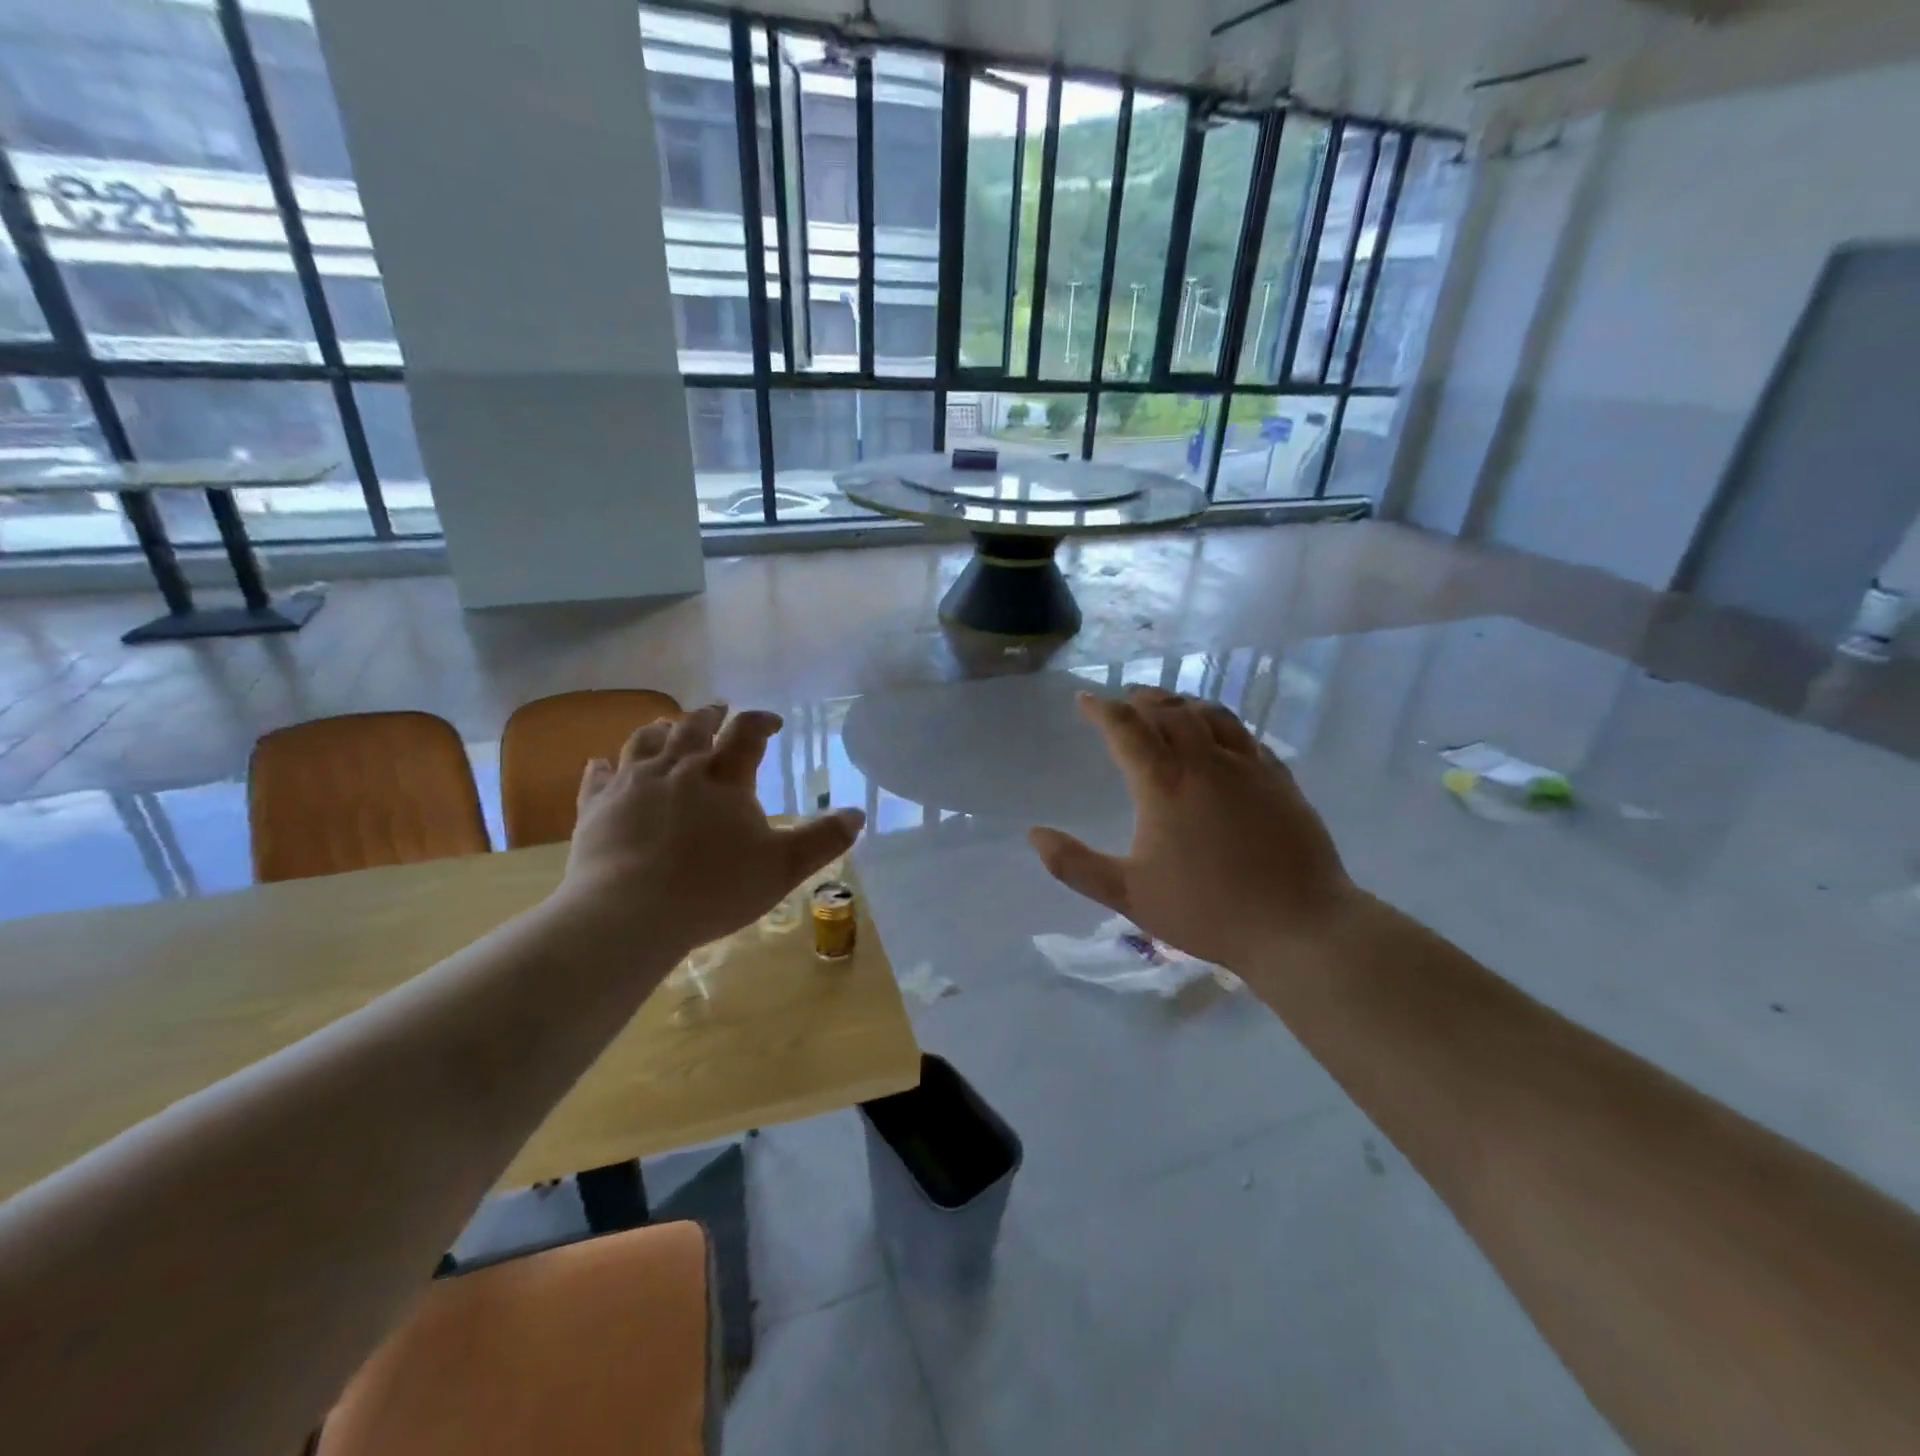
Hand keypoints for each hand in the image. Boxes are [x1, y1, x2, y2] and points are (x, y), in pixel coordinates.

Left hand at [559, 704, 864, 956]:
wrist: (628, 914)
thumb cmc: (713, 888)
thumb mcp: (783, 867)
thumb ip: (823, 840)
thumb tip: (857, 814)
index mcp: (722, 777)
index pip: (746, 732)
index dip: (761, 721)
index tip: (772, 722)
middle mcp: (676, 768)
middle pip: (692, 727)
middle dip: (709, 715)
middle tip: (718, 711)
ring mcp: (631, 784)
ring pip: (645, 741)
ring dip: (661, 730)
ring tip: (669, 726)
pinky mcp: (595, 807)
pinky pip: (598, 776)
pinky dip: (604, 766)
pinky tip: (602, 763)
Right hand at [1028, 688, 1358, 970]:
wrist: (1299, 926)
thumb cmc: (1206, 910)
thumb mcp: (1129, 894)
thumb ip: (1075, 865)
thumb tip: (1034, 834)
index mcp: (1164, 783)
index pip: (1126, 728)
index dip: (1100, 709)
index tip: (1084, 700)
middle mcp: (1206, 762)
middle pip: (1169, 710)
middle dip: (1141, 699)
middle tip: (1124, 698)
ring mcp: (1249, 767)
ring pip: (1211, 715)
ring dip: (1182, 702)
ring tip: (1168, 704)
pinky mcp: (1281, 780)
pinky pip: (1245, 735)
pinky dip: (1221, 724)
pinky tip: (1221, 736)